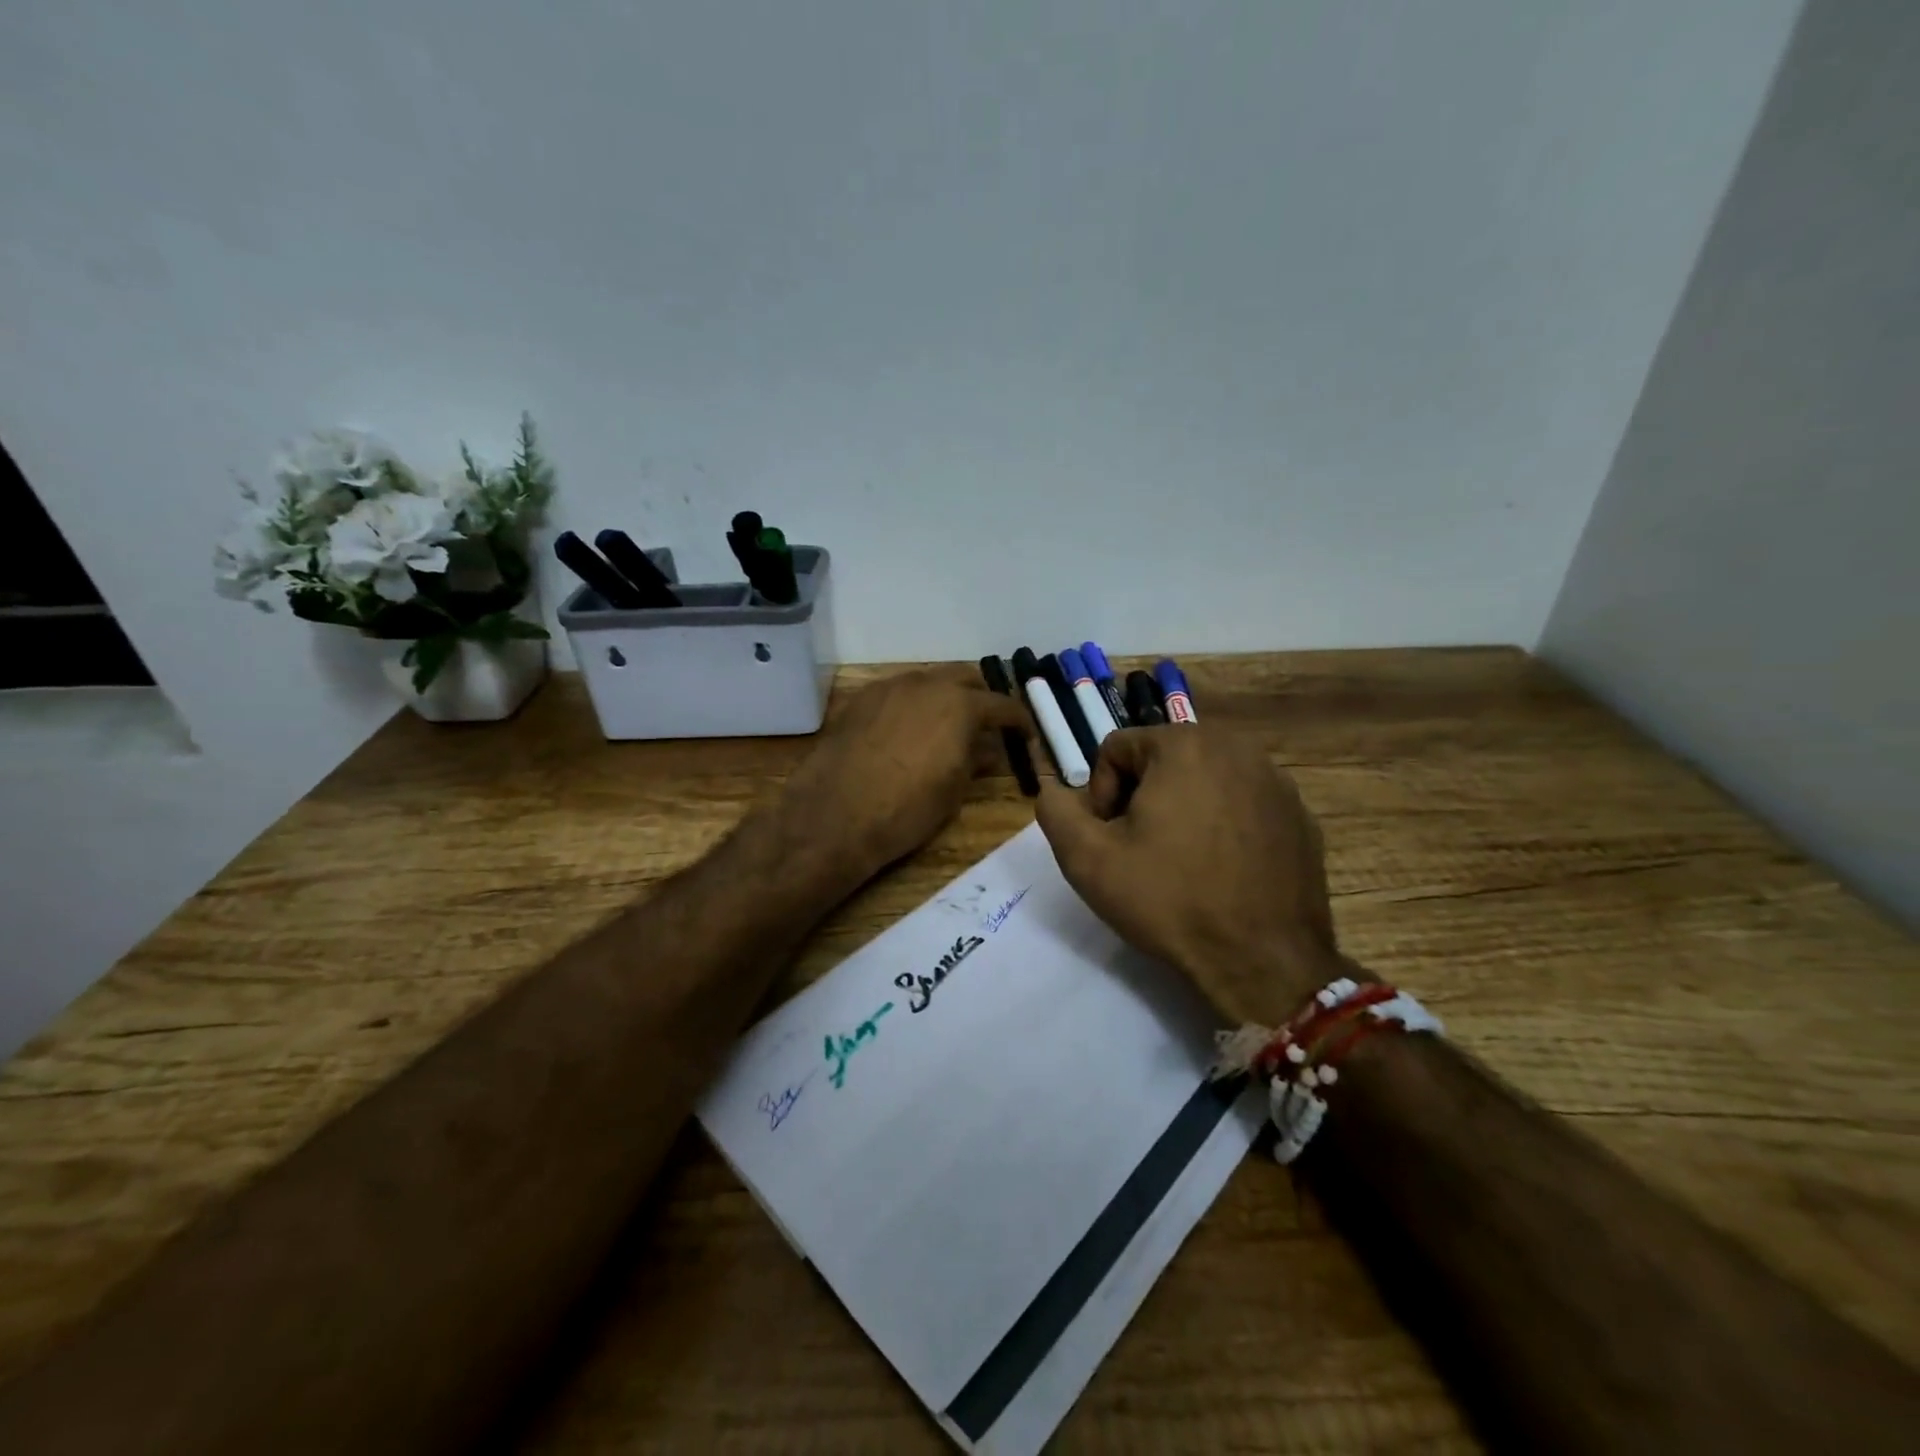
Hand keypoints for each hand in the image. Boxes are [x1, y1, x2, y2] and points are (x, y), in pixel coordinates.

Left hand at [782, 666, 1029, 886]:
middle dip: (981, 697)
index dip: (1018, 720)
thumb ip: (976, 760)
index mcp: (960, 705)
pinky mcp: (861, 699)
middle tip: (986, 724)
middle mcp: (927, 684)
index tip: (1025, 734)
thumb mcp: (954, 790)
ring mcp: (890, 687)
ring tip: (946, 726)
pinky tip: (908, 731)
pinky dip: (913, 705)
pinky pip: (898, 693)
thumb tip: (989, 749)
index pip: (1002, 705)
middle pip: (965, 678)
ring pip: (928, 681)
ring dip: (944, 697)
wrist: (835, 814)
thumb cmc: (907, 808)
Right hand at [1036, 725, 1344, 1026]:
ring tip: (1180, 862)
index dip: (1099, 794)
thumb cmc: (1169, 900)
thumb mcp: (1087, 858)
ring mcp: (1276, 781)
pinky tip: (1220, 871)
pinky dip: (1222, 826)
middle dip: (1141, 798)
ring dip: (1181, 810)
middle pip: (1162, 760)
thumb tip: (1053, 788)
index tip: (1110, 839)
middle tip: (1140, 851)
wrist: (1262, 961)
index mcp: (1185, 744)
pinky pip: (1241, 805)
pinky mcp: (1300, 816)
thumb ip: (1055, 810)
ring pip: (1203, 780)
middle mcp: (1237, 747)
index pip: (1116, 749)